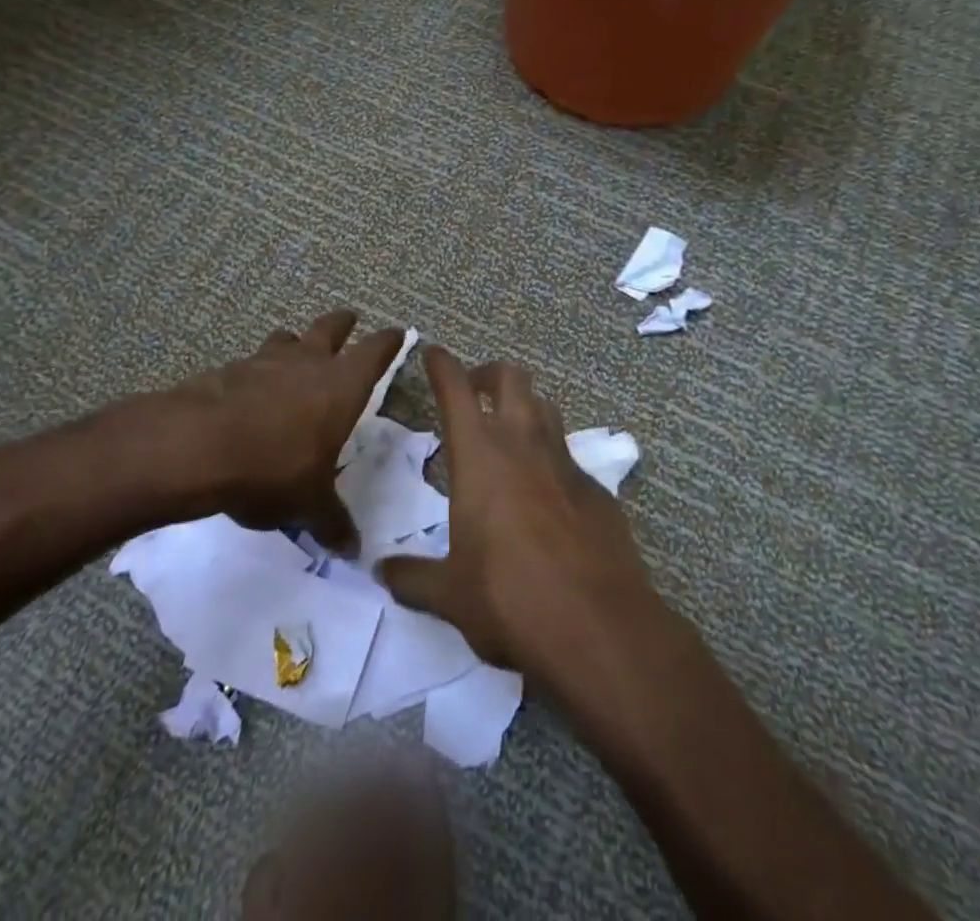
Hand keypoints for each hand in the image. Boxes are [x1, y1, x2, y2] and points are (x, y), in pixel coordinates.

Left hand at [173, 310, 404, 551]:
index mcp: (341, 386)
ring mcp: (264, 361)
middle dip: (342, 323)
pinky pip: (251, 363)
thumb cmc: (273, 468)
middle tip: (349, 318)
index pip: (375, 352)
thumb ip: (332, 522)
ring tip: (295, 349)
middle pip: (331, 328)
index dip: (388, 342)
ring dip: (295, 342)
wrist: (198, 446)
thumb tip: (353, 549)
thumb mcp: (309, 503)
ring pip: (287, 338)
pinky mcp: (228, 371)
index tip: (396, 333)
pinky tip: (250, 391)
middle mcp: (307, 363)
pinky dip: (256, 371)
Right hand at [377, 348, 655, 679]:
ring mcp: (566, 463)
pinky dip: (551, 459)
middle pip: (511, 378)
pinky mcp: (597, 490)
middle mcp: (524, 444)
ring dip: (524, 407)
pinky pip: (569, 457)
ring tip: (508, 432)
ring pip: (546, 407)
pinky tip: (545, 495)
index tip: (433, 352)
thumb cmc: (510, 598)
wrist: (599, 627)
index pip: (456, 388)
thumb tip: (380, 571)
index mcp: (480, 455)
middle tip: (473, 390)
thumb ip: (412, 577)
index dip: (442, 364)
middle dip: (488, 373)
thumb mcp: (450, 594)